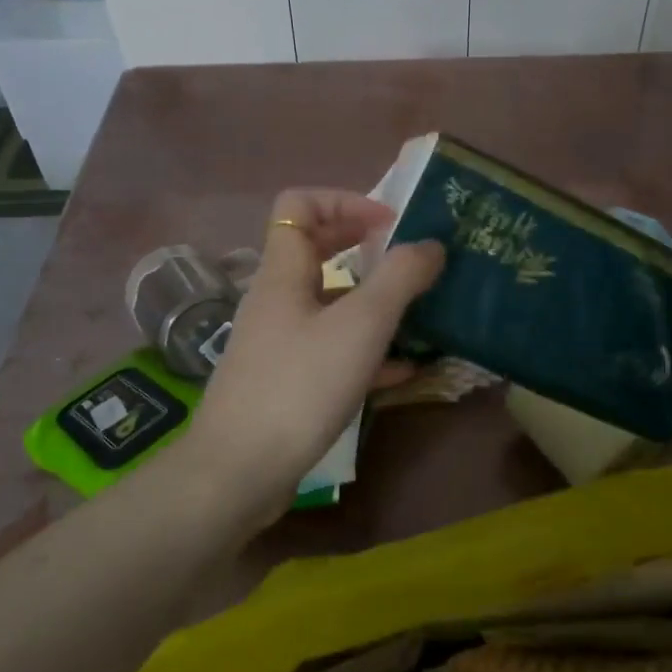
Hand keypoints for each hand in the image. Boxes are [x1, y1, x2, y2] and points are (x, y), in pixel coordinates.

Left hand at [187, 189, 443, 521]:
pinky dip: (366, 349)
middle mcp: (277, 300)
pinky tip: (403, 370)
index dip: (346, 201)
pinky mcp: (288, 381)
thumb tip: (431, 244)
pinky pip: (332, 350)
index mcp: (284, 272)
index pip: (300, 204)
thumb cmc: (300, 385)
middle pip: (317, 251)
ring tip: (419, 313)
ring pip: (329, 304)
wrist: (241, 470)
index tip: (391, 224)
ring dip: (373, 302)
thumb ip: (400, 279)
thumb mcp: (361, 326)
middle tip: (411, 260)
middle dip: (366, 248)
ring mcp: (279, 343)